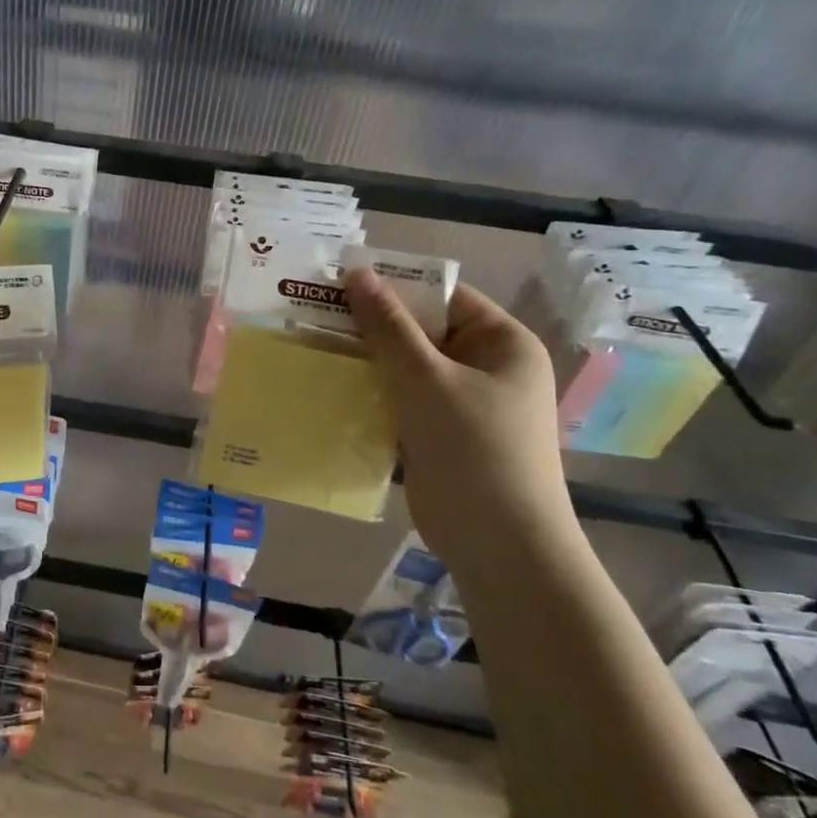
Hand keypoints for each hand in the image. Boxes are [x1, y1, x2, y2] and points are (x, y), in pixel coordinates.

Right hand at [344, 270, 577, 568]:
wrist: (499, 544)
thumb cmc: (473, 449)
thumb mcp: (426, 379)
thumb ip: (389, 327)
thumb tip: (357, 273)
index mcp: (502, 343)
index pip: (443, 297)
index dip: (393, 287)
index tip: (338, 285)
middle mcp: (486, 366)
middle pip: (421, 332)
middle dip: (372, 327)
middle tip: (315, 316)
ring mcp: (464, 403)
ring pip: (406, 368)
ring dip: (367, 361)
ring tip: (314, 347)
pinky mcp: (441, 434)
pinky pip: (402, 400)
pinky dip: (372, 394)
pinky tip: (331, 388)